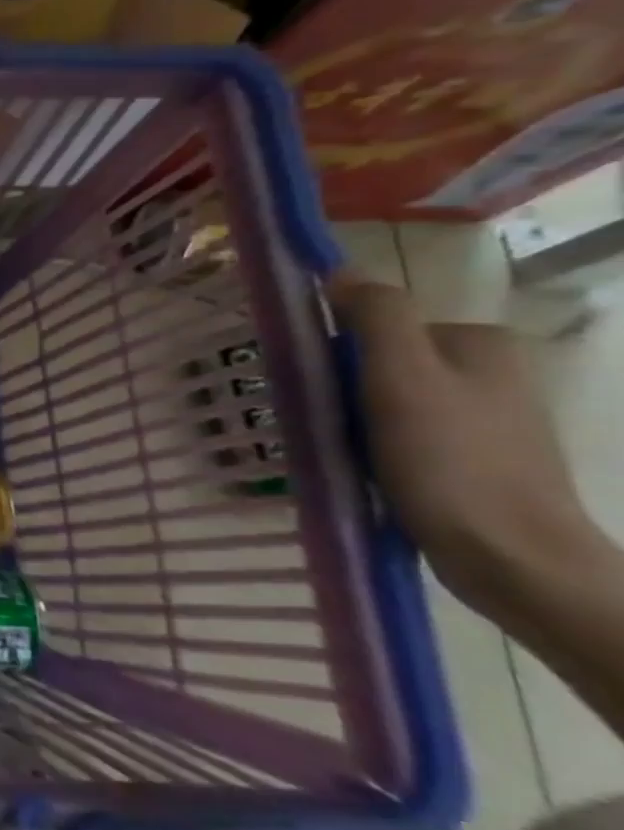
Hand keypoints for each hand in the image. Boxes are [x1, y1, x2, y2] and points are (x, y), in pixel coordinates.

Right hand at [328, 270, 600, 616]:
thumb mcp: (401, 376)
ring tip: (346, 454)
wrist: (509, 557)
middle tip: (330, 427)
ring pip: (391, 402)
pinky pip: (407, 436)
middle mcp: (492, 371)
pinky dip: (378, 449)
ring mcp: (490, 418)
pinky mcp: (480, 459)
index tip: (319, 391)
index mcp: (478, 341)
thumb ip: (376, 315)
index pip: (377, 329)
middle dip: (344, 392)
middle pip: (383, 364)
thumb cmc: (448, 460)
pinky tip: (370, 473)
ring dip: (356, 423)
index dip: (336, 355)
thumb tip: (339, 272)